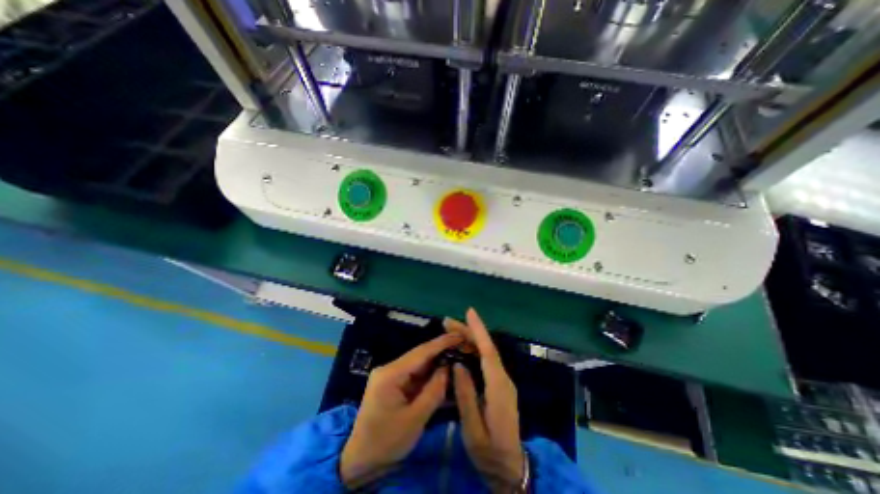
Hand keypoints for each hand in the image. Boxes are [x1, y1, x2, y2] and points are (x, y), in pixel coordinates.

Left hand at [337, 333, 463, 488]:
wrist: (361, 461)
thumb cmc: (386, 442)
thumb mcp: (415, 419)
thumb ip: (434, 391)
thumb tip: (448, 368)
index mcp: (390, 374)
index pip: (421, 353)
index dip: (441, 343)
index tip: (459, 335)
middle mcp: (389, 368)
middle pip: (420, 356)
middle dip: (441, 351)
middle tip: (462, 346)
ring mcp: (391, 375)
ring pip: (419, 364)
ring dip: (437, 362)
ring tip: (457, 356)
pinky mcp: (393, 383)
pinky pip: (415, 375)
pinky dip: (430, 375)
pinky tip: (444, 373)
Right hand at [443, 308, 524, 489]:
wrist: (509, 468)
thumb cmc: (489, 452)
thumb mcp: (473, 429)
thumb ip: (466, 395)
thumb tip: (457, 365)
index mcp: (498, 387)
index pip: (488, 352)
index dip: (479, 330)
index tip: (469, 312)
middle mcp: (503, 378)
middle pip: (486, 348)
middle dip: (468, 331)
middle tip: (447, 322)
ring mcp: (502, 381)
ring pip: (485, 352)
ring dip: (469, 339)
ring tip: (450, 331)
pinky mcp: (498, 384)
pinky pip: (485, 360)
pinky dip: (472, 350)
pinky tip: (460, 348)